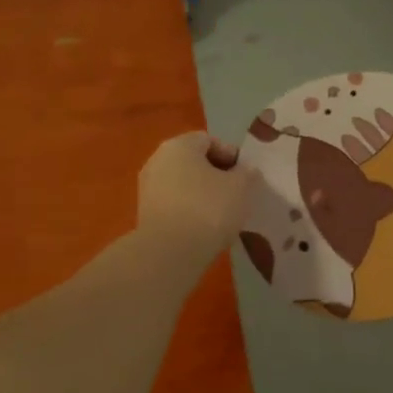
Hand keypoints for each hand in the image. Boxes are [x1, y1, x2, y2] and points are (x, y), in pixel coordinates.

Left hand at [135, 131, 256, 268]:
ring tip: (222, 214)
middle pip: (193, 161)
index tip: (245, 176)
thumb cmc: (208, 209)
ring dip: (202, 194)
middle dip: (216, 175)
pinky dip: (189, 210)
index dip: (231, 155)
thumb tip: (246, 170)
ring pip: (183, 184)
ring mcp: (148, 187)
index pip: (209, 140)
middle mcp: (158, 160)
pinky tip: (204, 227)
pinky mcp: (145, 213)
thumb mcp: (241, 188)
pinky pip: (174, 204)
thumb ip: (247, 174)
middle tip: (236, 194)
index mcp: (179, 145)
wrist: (169, 252)